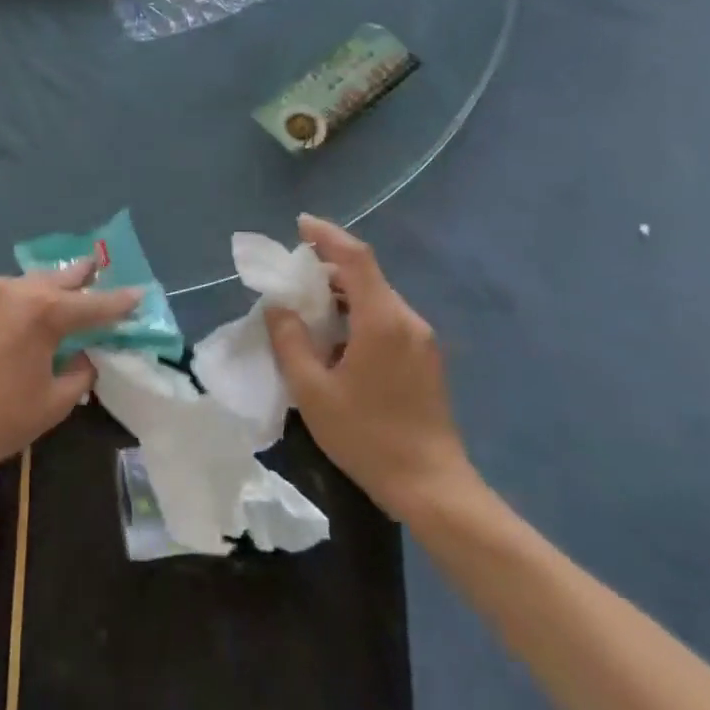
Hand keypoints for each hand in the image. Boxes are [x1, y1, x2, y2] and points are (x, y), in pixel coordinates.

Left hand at [0, 262, 141, 476]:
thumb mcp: (53, 403)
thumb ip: (79, 373)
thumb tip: (83, 356)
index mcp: (45, 313)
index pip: (94, 304)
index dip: (120, 302)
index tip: (140, 293)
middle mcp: (13, 292)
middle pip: (57, 278)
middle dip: (80, 275)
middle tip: (96, 267)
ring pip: (21, 284)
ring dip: (41, 287)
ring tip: (53, 290)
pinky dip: (7, 305)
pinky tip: (7, 321)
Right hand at [265, 215, 474, 514]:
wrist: (430, 485)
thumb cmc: (367, 436)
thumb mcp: (313, 391)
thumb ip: (290, 342)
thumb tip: (278, 307)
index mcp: (382, 321)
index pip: (356, 259)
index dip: (327, 236)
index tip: (300, 224)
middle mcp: (407, 320)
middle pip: (367, 277)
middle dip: (328, 267)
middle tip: (292, 277)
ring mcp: (422, 340)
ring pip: (377, 300)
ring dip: (342, 295)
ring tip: (308, 310)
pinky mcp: (425, 359)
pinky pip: (387, 320)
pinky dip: (358, 316)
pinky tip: (337, 341)